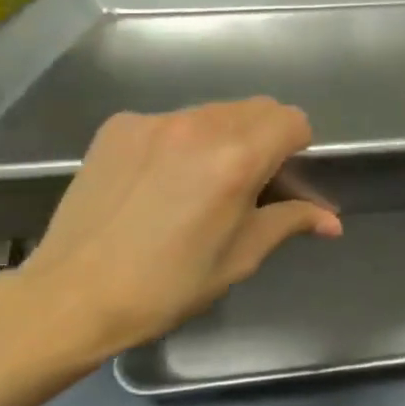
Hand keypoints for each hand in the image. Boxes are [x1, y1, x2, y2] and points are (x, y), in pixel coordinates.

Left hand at [13, 99, 340, 360]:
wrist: (72, 295)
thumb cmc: (168, 285)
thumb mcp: (240, 257)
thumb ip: (290, 222)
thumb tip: (332, 221)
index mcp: (237, 158)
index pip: (292, 121)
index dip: (297, 148)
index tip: (283, 180)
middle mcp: (199, 125)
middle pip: (256, 109)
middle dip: (264, 139)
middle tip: (247, 184)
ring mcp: (155, 121)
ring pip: (213, 113)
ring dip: (223, 137)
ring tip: (199, 184)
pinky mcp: (120, 127)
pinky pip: (171, 122)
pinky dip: (180, 142)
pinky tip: (158, 182)